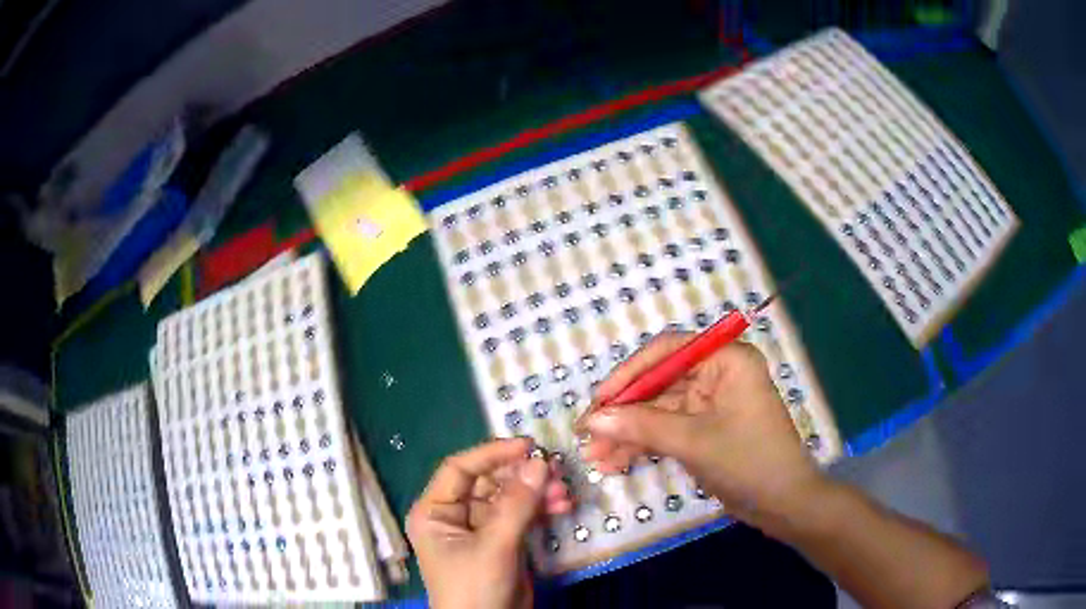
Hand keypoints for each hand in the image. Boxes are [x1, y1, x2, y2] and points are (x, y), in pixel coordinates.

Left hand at [407, 438, 571, 608]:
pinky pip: (521, 516)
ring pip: (509, 498)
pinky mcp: (502, 542)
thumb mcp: (494, 546)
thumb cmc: (475, 588)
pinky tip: (562, 507)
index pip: (460, 469)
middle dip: (522, 477)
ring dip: (536, 493)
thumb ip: (517, 505)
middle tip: (555, 471)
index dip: (492, 454)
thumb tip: (539, 462)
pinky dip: (541, 510)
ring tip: (563, 494)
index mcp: (435, 511)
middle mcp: (455, 515)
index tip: (527, 445)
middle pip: (489, 482)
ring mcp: (480, 529)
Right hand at [580, 333, 825, 526]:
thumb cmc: (749, 461)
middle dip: (623, 412)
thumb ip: (641, 427)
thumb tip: (592, 420)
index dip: (628, 374)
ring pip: (659, 411)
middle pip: (659, 384)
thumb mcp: (693, 441)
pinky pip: (667, 430)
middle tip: (587, 434)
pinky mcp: (705, 430)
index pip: (667, 351)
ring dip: (628, 433)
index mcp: (726, 360)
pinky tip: (615, 464)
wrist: (784, 505)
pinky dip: (643, 446)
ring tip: (595, 458)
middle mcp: (718, 374)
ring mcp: (711, 404)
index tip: (598, 401)